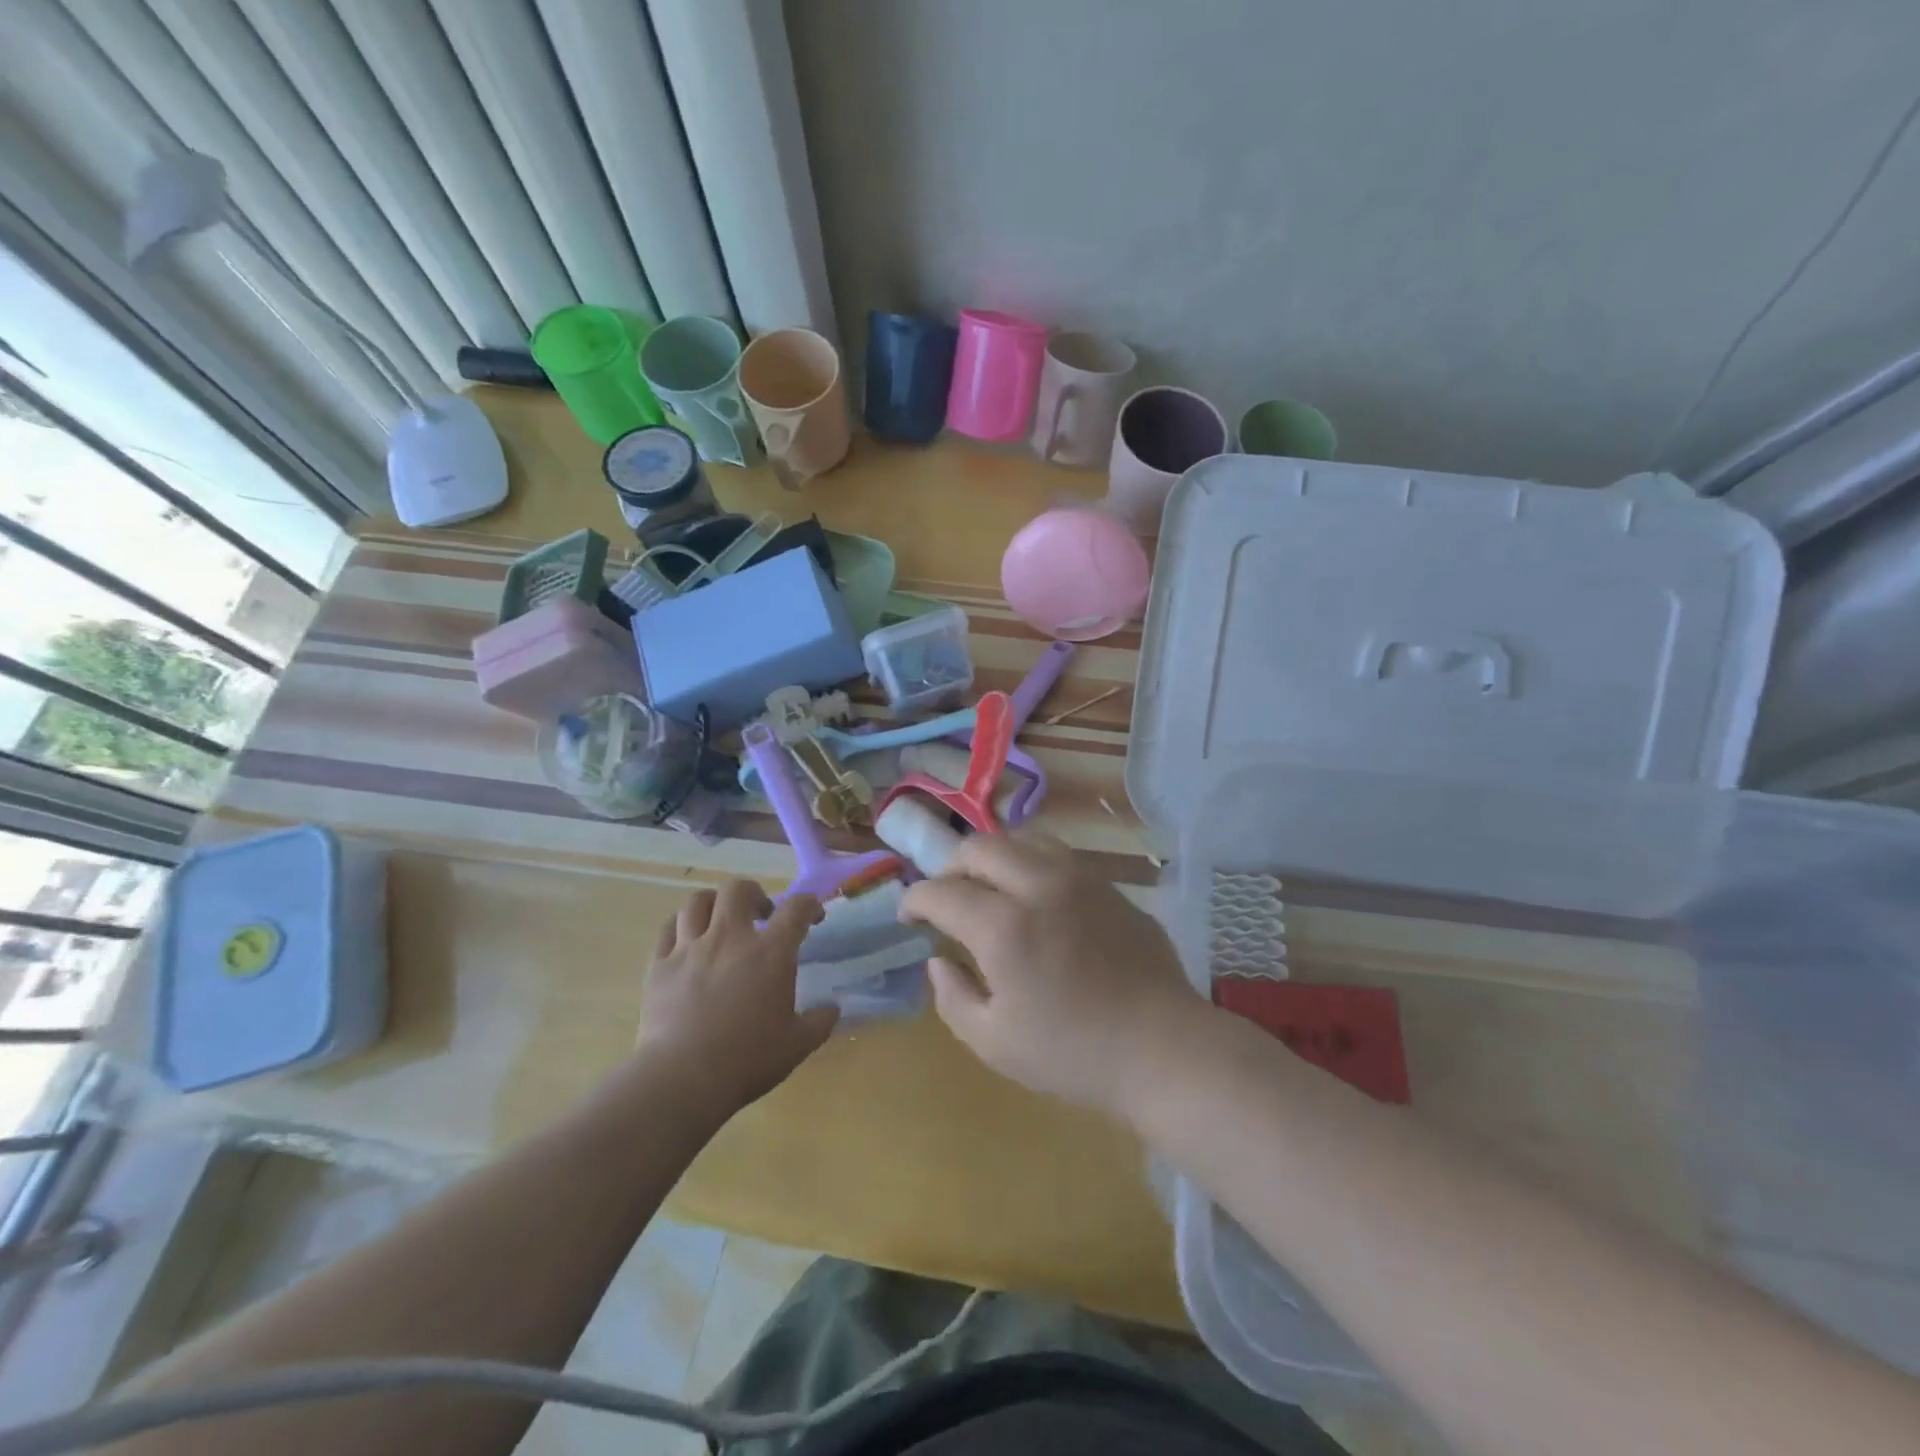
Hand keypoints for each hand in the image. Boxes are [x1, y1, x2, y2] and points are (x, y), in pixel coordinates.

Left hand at [637, 880, 835, 1115]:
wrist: (683, 1079)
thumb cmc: (747, 1060)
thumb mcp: (797, 1045)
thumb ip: (819, 1022)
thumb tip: (832, 1009)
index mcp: (770, 953)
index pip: (796, 908)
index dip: (809, 905)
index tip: (813, 917)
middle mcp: (730, 938)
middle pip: (738, 889)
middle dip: (753, 894)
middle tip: (761, 914)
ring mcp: (690, 948)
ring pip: (697, 902)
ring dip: (714, 904)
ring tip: (720, 921)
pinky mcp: (660, 965)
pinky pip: (667, 929)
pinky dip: (680, 927)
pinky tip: (686, 941)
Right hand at [899, 833, 1201, 1118]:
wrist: (1164, 1049)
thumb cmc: (1074, 1054)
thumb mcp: (994, 1043)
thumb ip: (952, 998)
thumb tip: (939, 961)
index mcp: (1004, 926)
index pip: (941, 891)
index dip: (914, 900)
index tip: (908, 916)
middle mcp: (1039, 885)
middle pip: (979, 847)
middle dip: (950, 868)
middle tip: (946, 898)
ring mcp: (1080, 878)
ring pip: (1021, 839)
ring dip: (992, 858)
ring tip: (989, 888)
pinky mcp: (1109, 885)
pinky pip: (1058, 855)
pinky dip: (1030, 864)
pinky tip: (1035, 897)